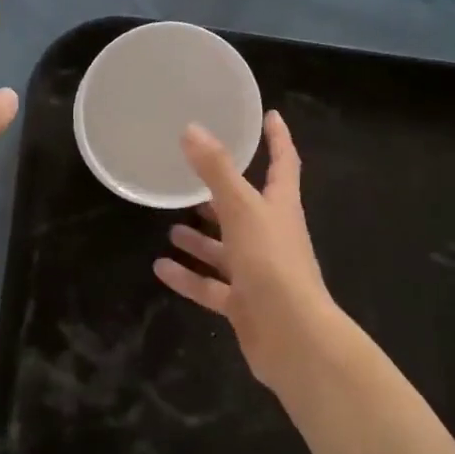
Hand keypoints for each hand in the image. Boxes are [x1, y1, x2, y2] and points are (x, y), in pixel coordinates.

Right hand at [154, 111, 354, 394]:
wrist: (293, 338)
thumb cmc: (272, 263)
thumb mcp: (241, 209)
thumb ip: (216, 170)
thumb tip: (191, 129)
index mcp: (280, 208)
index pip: (283, 163)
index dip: (278, 139)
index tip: (270, 115)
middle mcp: (272, 236)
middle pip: (247, 208)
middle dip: (223, 193)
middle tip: (194, 177)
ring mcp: (259, 272)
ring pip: (226, 249)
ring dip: (202, 238)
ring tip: (172, 226)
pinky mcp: (245, 304)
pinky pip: (212, 286)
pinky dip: (189, 277)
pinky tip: (161, 267)